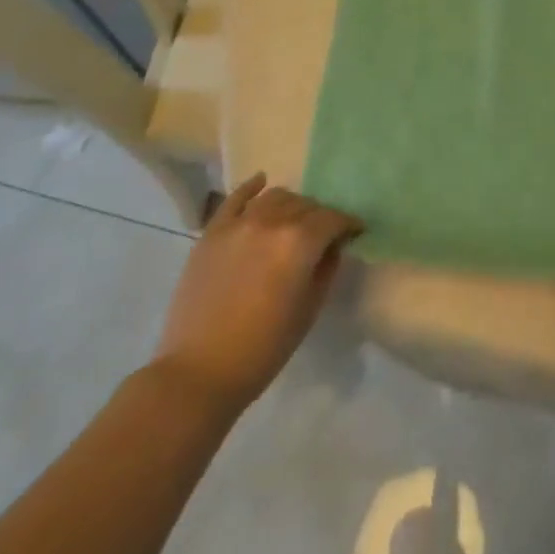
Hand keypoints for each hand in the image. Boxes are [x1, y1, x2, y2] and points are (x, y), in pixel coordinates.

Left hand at [149, 175, 361, 414]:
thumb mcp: (309, 310)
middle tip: (324, 234)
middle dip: (320, 217)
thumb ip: (326, 269)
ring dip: (292, 205)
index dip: (348, 224)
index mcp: (300, 242)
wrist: (199, 371)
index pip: (333, 219)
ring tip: (294, 220)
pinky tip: (261, 182)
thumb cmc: (263, 348)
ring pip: (275, 197)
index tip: (355, 231)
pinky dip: (252, 187)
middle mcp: (272, 222)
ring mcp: (239, 223)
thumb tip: (333, 246)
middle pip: (306, 205)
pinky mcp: (212, 232)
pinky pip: (235, 198)